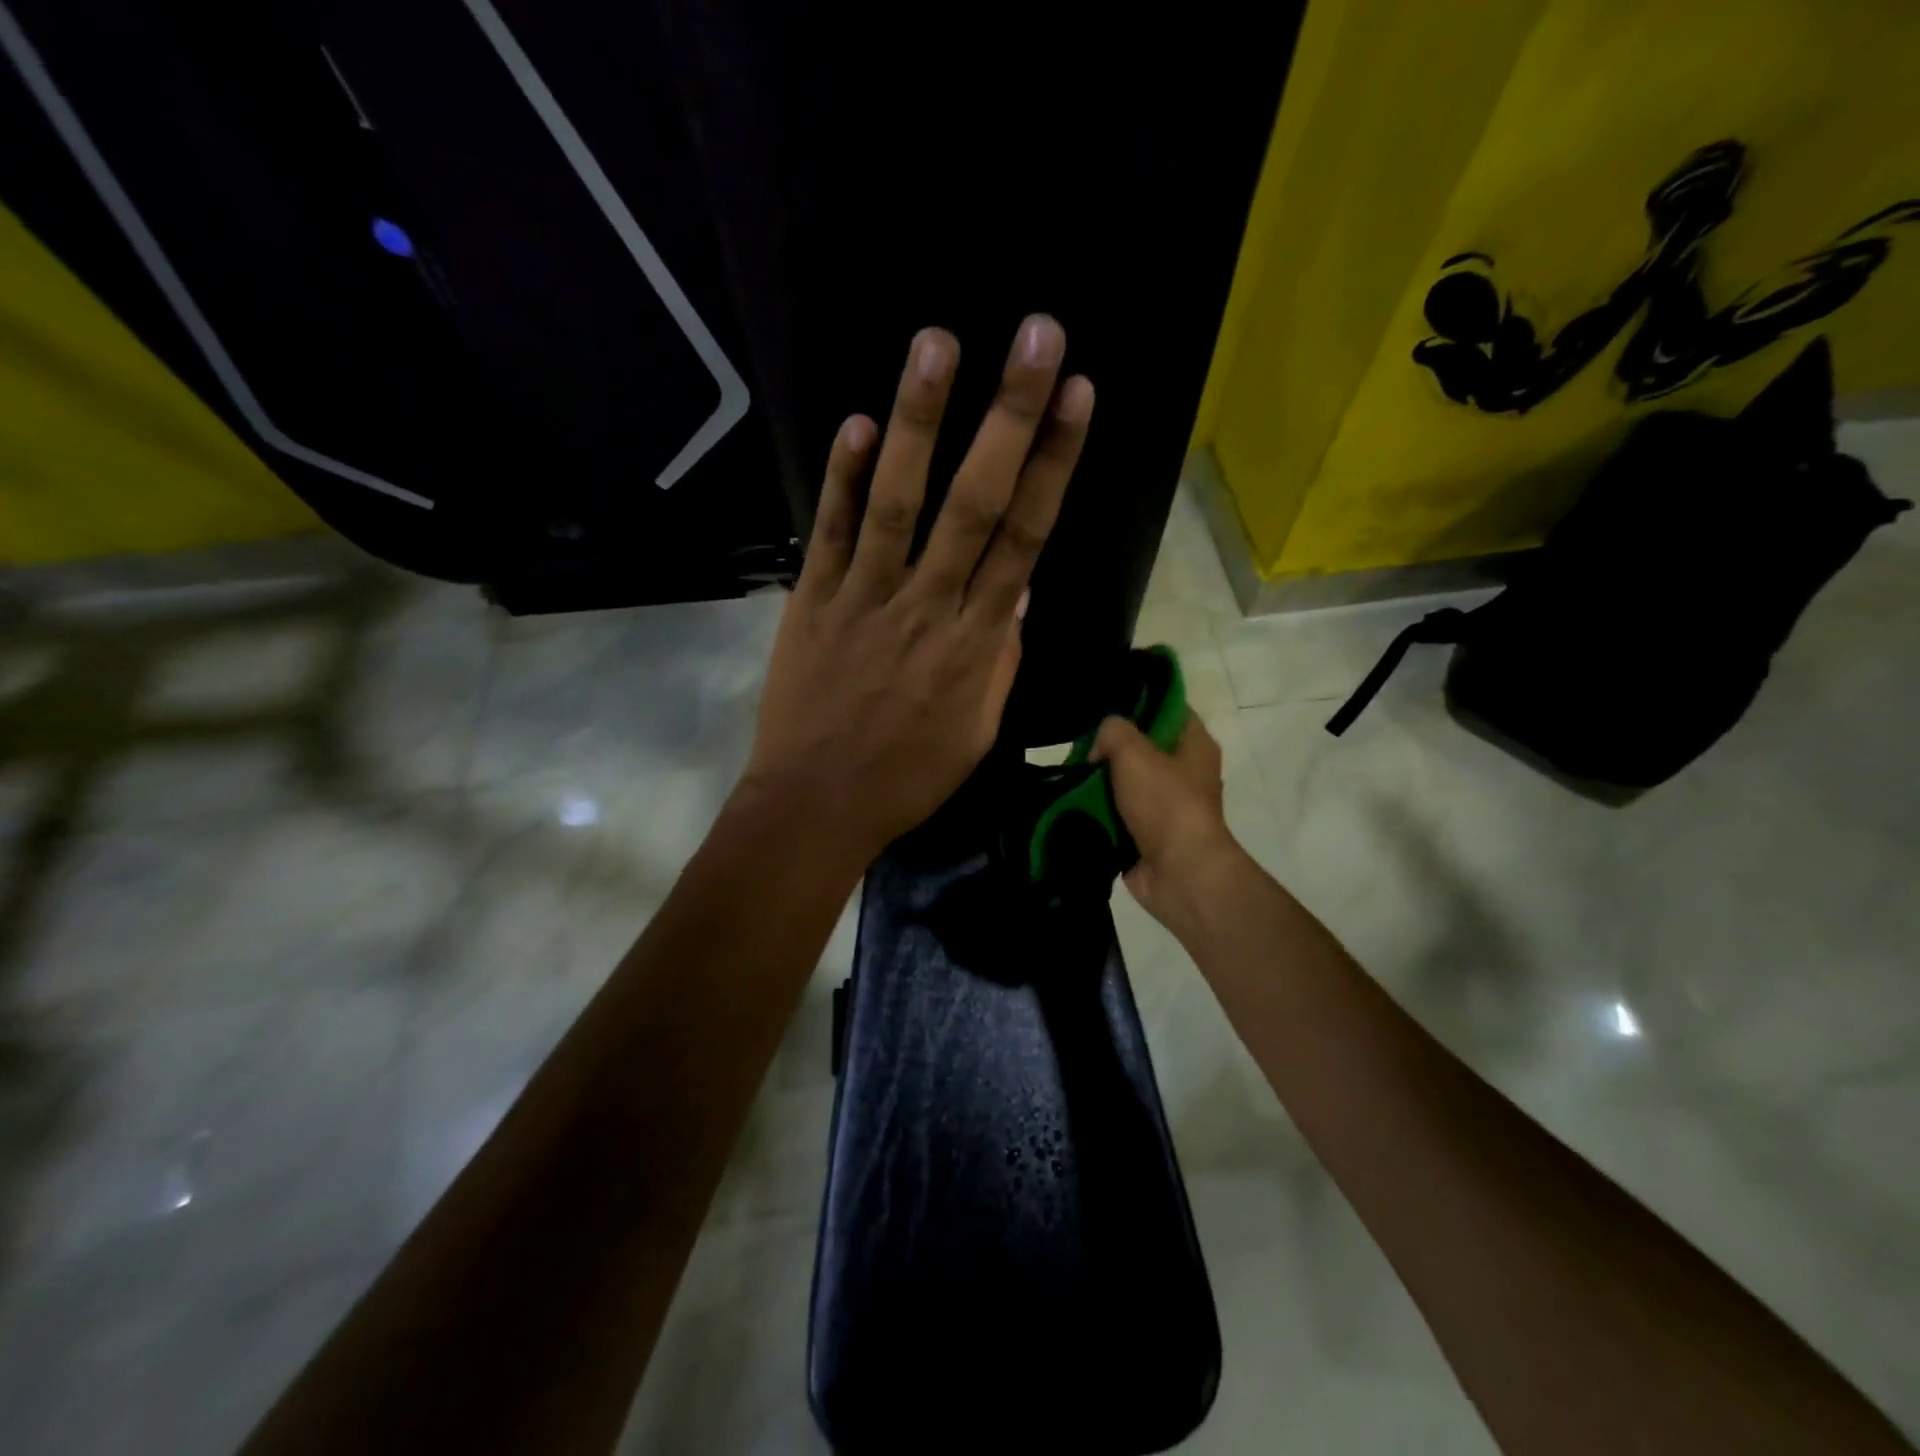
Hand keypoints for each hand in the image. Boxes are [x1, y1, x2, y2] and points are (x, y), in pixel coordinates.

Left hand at [743, 315, 1095, 866]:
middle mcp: (928, 606)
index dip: (1054, 464)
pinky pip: (831, 531)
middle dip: (1011, 417)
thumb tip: (1019, 591)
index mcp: (976, 642)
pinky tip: (859, 422)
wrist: (816, 805)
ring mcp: (865, 598)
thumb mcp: (976, 731)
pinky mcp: (813, 601)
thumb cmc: (906, 777)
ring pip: (899, 501)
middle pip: (976, 502)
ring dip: (921, 421)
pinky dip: (843, 477)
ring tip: (938, 343)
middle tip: (1037, 337)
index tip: (1078, 398)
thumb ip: (999, 658)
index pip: (1025, 538)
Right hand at [1092, 710, 1241, 927]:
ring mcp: (1168, 806)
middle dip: (1111, 748)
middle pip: (1143, 747)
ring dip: (1102, 783)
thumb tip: (1100, 749)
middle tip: (1082, 747)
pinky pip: (1119, 814)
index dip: (1138, 704)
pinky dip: (1101, 813)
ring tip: (1075, 777)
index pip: (1168, 709)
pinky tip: (1078, 805)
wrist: (1179, 873)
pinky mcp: (1150, 834)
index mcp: (1195, 745)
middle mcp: (1186, 772)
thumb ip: (1113, 731)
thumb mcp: (1133, 751)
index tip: (1106, 707)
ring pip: (1127, 782)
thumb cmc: (1165, 803)